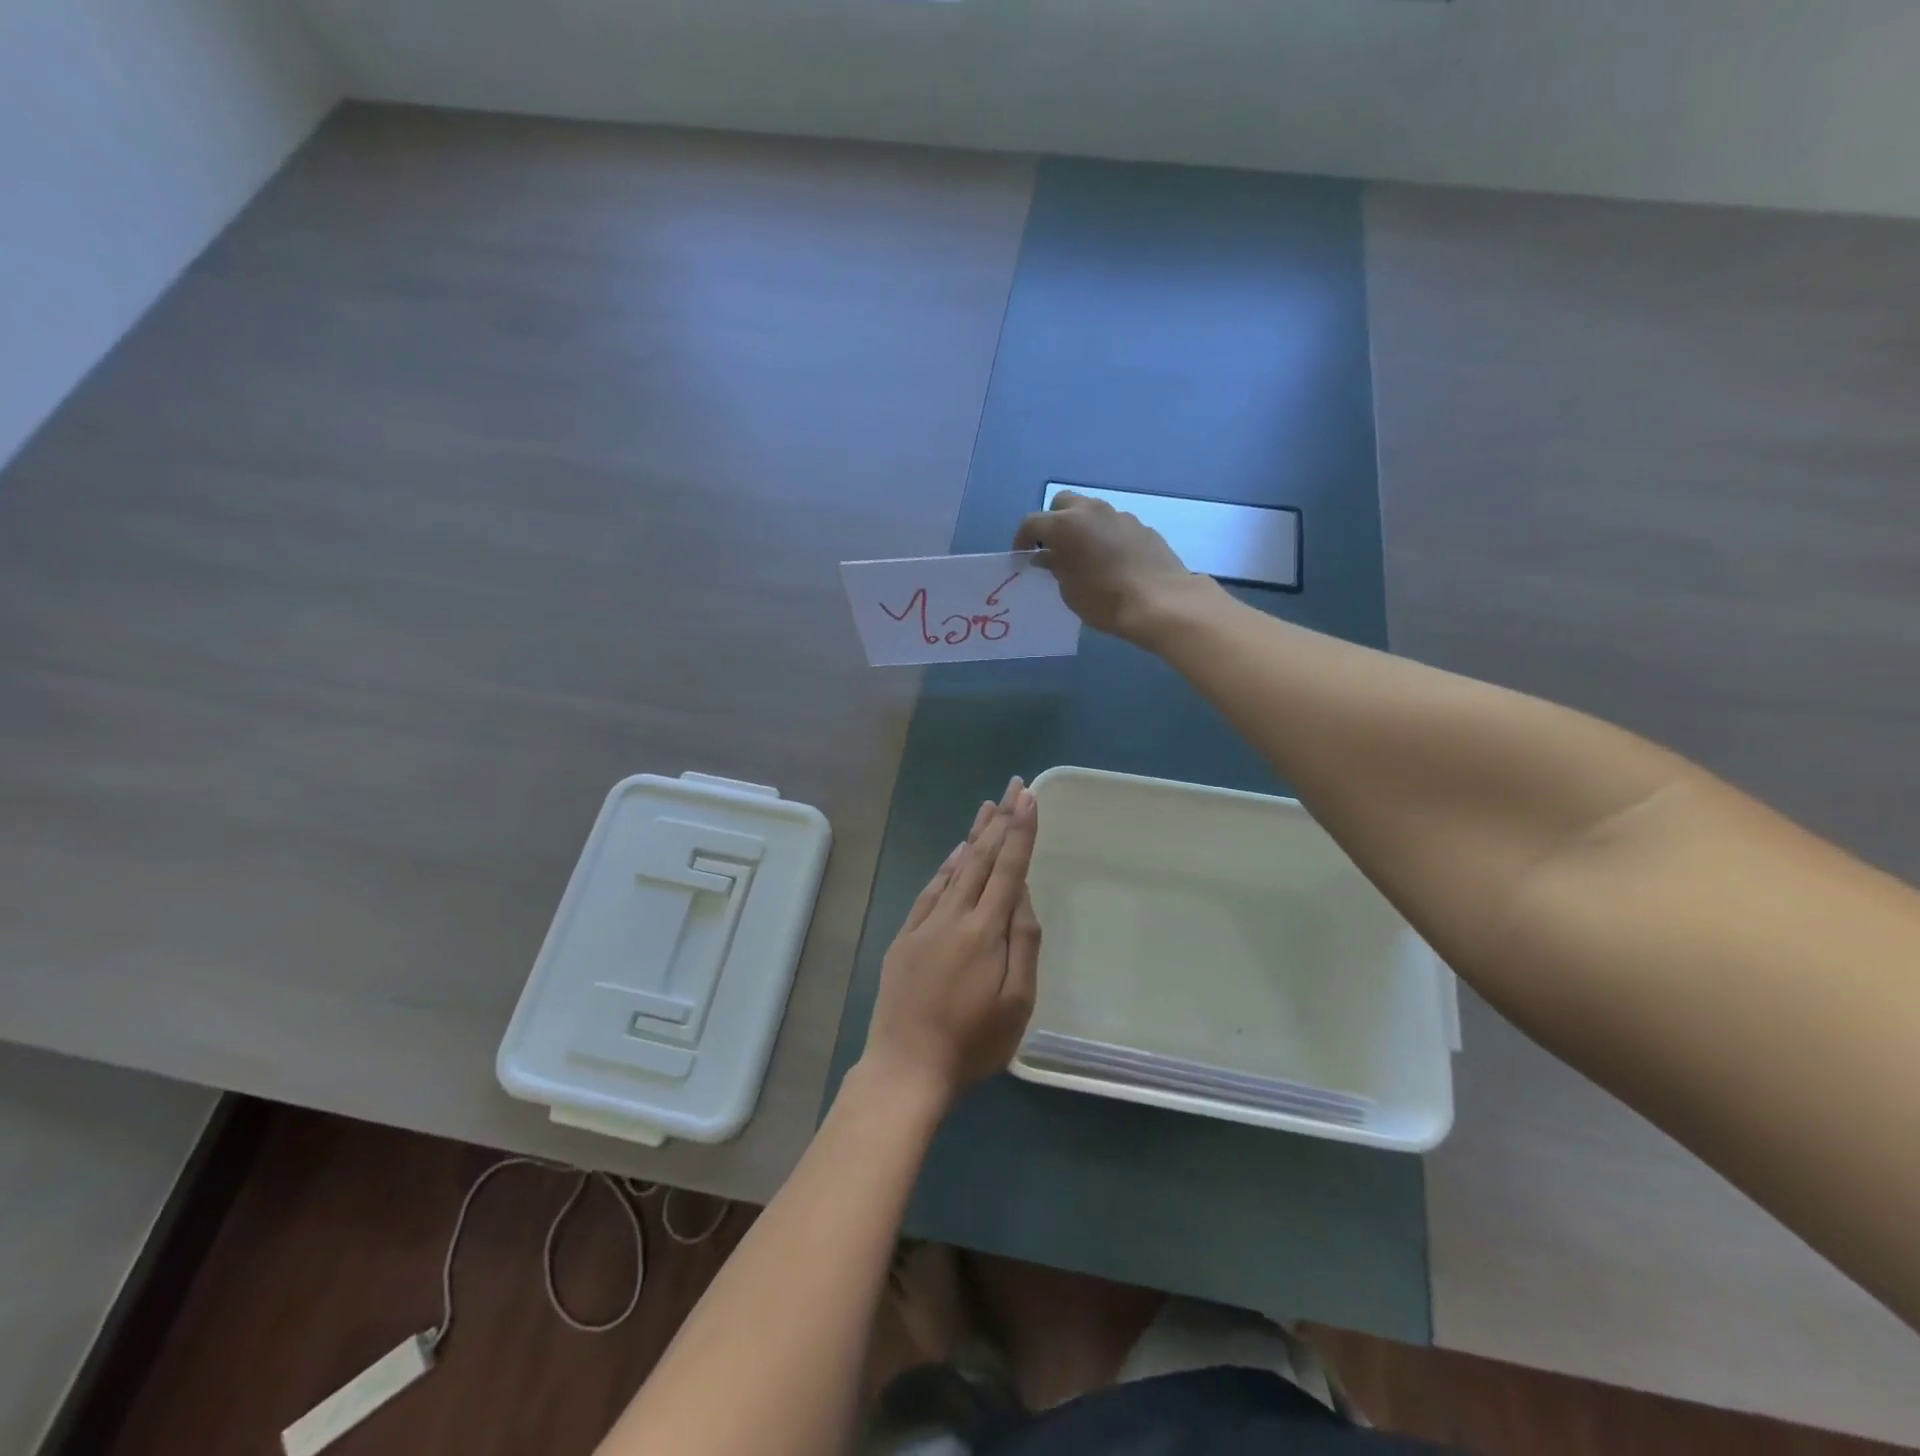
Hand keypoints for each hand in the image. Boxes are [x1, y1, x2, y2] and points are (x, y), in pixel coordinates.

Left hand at [861, 777, 1040, 1108]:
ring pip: (954, 869)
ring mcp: (924, 924)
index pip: (1008, 869)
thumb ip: (1023, 943)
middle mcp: (953, 916)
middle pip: (980, 858)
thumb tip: (1022, 895)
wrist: (905, 1068)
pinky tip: (954, 855)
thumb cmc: (971, 1043)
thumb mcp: (1016, 1003)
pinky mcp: (904, 937)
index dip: (1020, 832)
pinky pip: (929, 890)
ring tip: (988, 808)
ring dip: (973, 837)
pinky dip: (945, 868)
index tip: (1029, 797)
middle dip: (1000, 820)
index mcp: (985, 931)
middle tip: (1012, 786)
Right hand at [1013, 489, 1211, 642]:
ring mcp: (1120, 516)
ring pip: (1091, 511)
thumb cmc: (1104, 600)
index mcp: (1065, 525)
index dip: (1022, 540)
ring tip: (1083, 554)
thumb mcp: (1069, 590)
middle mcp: (1091, 511)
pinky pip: (1114, 525)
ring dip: (1081, 526)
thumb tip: (1046, 556)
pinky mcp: (1142, 527)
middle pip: (1062, 503)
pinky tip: (1111, 561)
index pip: (1032, 522)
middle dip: (1053, 521)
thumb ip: (1055, 567)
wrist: (1160, 602)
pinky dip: (1105, 536)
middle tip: (1053, 548)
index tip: (1022, 557)